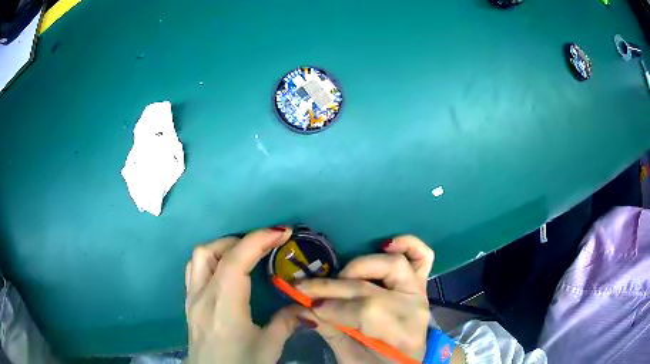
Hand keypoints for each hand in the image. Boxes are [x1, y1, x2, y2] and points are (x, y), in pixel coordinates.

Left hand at [185, 227, 301, 363]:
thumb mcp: (269, 347)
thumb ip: (286, 322)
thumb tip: (304, 306)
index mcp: (224, 307)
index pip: (235, 261)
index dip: (258, 240)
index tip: (283, 232)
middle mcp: (202, 296)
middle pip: (212, 251)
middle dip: (241, 240)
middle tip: (266, 245)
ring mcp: (191, 298)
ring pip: (199, 257)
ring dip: (223, 247)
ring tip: (246, 254)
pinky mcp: (189, 303)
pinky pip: (194, 270)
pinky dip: (212, 259)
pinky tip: (227, 271)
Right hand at [296, 235, 433, 362]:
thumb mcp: (351, 357)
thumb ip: (330, 331)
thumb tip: (302, 307)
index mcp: (402, 337)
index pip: (366, 312)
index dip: (332, 307)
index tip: (307, 305)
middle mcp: (415, 310)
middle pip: (371, 289)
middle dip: (331, 287)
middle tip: (305, 288)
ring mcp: (420, 293)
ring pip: (394, 265)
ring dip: (361, 265)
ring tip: (341, 276)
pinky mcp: (420, 284)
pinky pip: (423, 256)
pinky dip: (408, 244)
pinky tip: (386, 245)